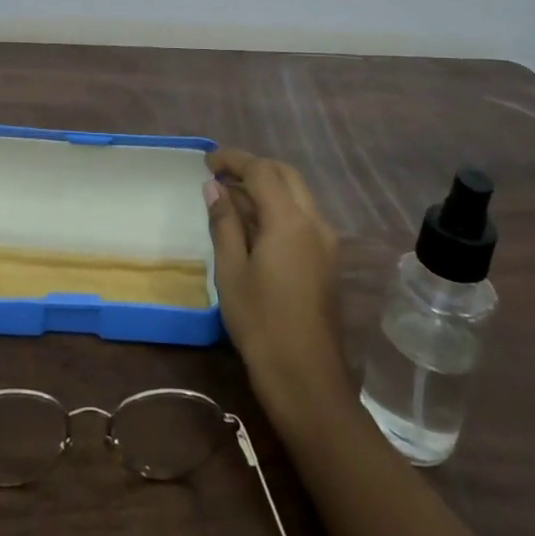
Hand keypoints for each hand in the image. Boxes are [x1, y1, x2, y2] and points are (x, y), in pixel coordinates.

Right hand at [204, 149, 351, 430]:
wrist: (306, 376)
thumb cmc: (260, 322)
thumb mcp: (231, 270)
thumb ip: (224, 223)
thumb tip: (214, 187)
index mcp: (290, 221)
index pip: (262, 171)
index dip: (234, 159)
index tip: (207, 160)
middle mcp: (314, 222)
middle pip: (285, 175)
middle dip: (253, 167)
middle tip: (219, 173)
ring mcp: (326, 241)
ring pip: (297, 194)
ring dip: (266, 186)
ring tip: (230, 196)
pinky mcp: (327, 259)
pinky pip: (302, 216)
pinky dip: (277, 207)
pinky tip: (252, 223)